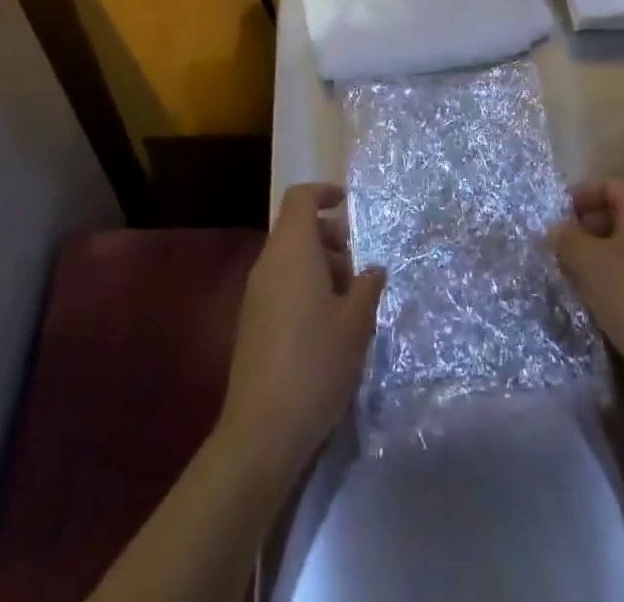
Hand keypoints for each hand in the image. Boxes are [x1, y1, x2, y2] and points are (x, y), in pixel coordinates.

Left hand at [218, 182, 385, 472]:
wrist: (262, 430)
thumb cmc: (316, 363)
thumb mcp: (356, 323)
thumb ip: (367, 286)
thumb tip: (372, 270)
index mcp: (292, 251)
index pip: (300, 199)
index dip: (324, 193)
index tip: (348, 204)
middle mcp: (268, 264)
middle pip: (296, 229)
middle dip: (329, 238)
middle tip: (358, 269)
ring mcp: (255, 295)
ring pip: (289, 260)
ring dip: (320, 267)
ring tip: (349, 303)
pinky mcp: (251, 323)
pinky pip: (281, 285)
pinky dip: (304, 288)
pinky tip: (327, 327)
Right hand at [549, 179, 623, 388]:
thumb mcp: (588, 262)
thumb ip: (566, 237)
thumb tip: (558, 229)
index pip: (608, 185)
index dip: (579, 197)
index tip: (557, 221)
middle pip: (620, 215)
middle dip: (587, 230)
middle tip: (563, 252)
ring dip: (602, 258)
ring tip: (577, 279)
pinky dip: (620, 280)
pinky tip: (603, 302)